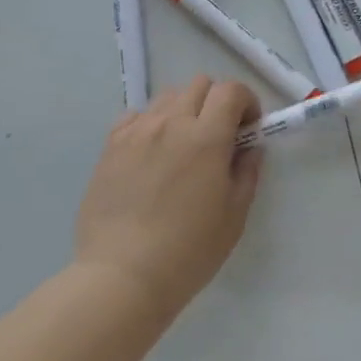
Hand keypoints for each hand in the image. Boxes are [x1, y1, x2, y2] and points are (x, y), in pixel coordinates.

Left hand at [73, 76, 264, 321]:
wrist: (122, 276)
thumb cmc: (188, 251)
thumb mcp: (234, 216)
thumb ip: (246, 172)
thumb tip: (250, 147)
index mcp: (206, 138)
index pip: (231, 90)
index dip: (246, 101)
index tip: (248, 128)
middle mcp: (170, 123)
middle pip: (199, 85)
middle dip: (217, 102)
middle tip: (219, 136)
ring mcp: (136, 132)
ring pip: (166, 97)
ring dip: (184, 110)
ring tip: (183, 144)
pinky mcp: (110, 146)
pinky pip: (135, 116)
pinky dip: (151, 123)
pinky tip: (152, 153)